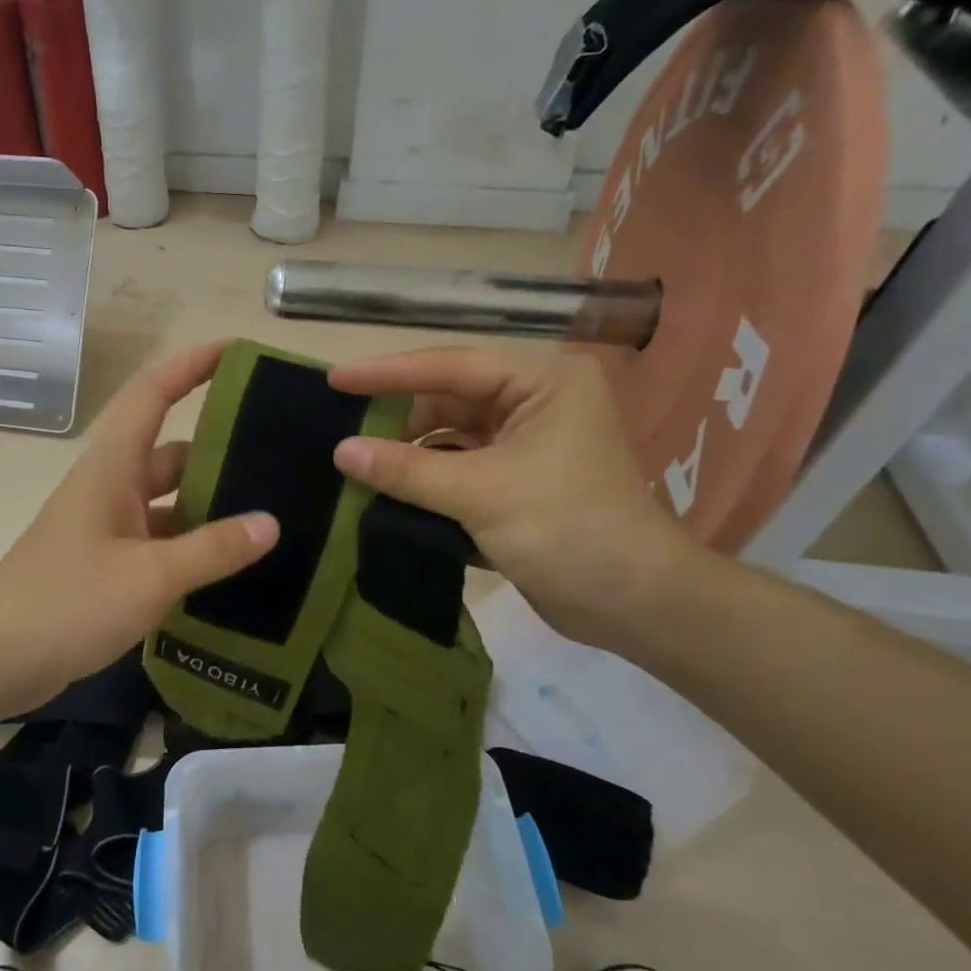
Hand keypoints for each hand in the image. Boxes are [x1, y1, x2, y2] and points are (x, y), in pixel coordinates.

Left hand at [0, 342, 279, 718]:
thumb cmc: (66, 604)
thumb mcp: (149, 577)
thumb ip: (212, 550)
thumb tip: (270, 523)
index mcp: (111, 468)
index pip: (153, 394)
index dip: (192, 365)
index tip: (238, 351)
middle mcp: (109, 488)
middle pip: (170, 451)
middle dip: (219, 445)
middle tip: (280, 451)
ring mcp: (106, 528)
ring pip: (168, 501)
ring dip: (209, 503)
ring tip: (270, 509)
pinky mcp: (106, 565)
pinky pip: (159, 541)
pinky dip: (191, 545)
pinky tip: (230, 562)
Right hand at [328, 347, 701, 647]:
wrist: (635, 604)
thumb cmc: (567, 530)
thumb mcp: (480, 494)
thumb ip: (407, 470)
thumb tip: (341, 451)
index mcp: (543, 383)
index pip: (451, 367)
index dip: (388, 373)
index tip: (335, 378)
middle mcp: (536, 403)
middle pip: (449, 400)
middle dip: (400, 419)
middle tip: (345, 436)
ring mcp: (527, 444)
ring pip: (451, 437)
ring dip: (411, 454)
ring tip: (359, 466)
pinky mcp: (518, 482)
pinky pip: (460, 467)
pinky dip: (429, 479)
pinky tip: (391, 491)